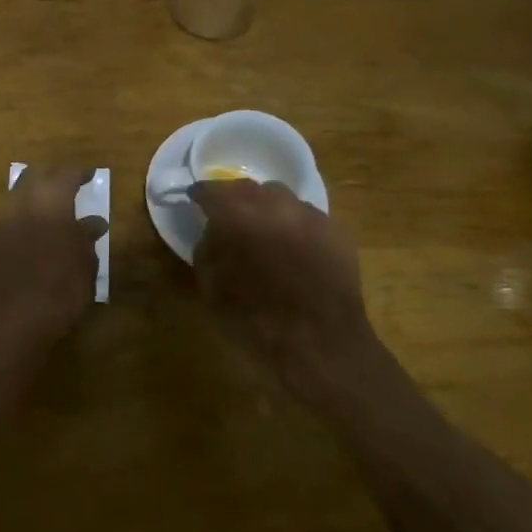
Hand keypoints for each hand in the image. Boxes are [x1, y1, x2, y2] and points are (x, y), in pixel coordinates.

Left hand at [0, 168, 106, 343]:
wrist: (13, 323)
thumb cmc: (60, 290)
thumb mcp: (84, 265)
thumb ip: (86, 238)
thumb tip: (93, 222)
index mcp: (50, 204)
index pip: (65, 176)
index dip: (79, 173)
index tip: (90, 175)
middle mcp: (21, 206)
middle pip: (34, 179)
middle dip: (51, 179)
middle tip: (67, 188)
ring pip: (16, 199)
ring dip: (33, 200)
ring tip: (49, 213)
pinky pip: (6, 222)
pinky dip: (21, 222)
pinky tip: (31, 237)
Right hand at [192, 180, 378, 402]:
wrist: (321, 344)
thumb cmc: (256, 322)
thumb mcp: (212, 290)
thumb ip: (207, 251)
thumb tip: (213, 233)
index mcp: (237, 216)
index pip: (212, 190)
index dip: (201, 195)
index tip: (196, 200)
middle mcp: (274, 205)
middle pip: (248, 188)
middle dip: (235, 198)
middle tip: (230, 216)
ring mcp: (309, 214)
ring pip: (282, 198)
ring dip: (268, 208)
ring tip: (266, 230)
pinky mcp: (336, 230)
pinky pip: (307, 217)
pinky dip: (295, 225)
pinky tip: (295, 248)